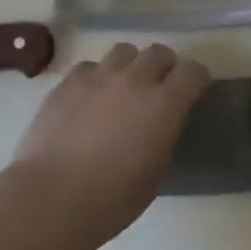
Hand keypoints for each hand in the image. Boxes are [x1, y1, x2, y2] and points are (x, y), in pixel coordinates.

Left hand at [9, 43, 209, 246]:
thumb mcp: (155, 172)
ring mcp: (99, 75)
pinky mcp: (69, 80)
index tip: (194, 92)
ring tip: (122, 88)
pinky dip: (96, 78)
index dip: (196, 80)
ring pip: (124, 51)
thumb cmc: (112, 199)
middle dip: (164, 67)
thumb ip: (164, 135)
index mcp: (164, 104)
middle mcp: (134, 79)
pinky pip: (90, 66)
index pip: (193, 72)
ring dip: (130, 66)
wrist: (53, 197)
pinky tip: (88, 100)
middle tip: (158, 89)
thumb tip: (161, 123)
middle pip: (159, 52)